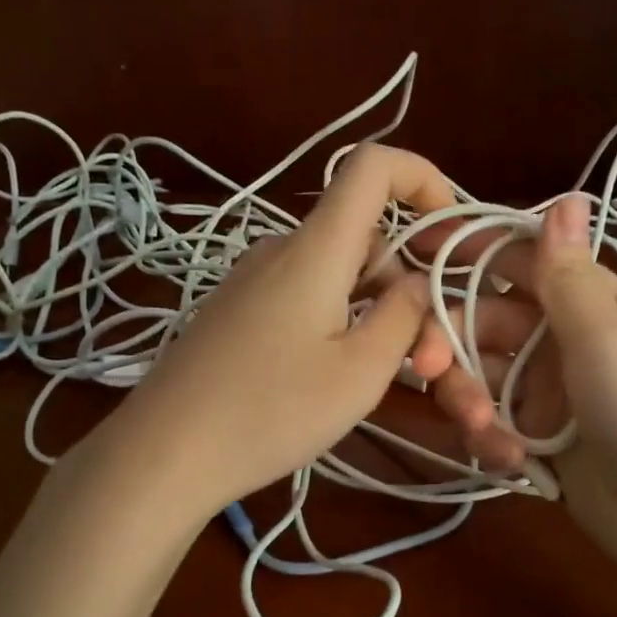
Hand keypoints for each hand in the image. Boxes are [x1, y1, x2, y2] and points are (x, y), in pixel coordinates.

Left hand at [108, 144, 457, 516]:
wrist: (165, 452)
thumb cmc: (271, 411)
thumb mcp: (360, 372)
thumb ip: (404, 317)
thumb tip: (421, 281)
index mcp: (316, 247)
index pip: (373, 165)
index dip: (423, 179)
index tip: (450, 234)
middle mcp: (280, 248)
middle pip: (363, 233)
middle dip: (405, 281)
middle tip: (421, 357)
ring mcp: (251, 279)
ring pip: (336, 269)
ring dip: (373, 306)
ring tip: (375, 375)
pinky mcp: (235, 310)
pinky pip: (303, 293)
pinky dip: (337, 317)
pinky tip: (329, 375)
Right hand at [412, 194, 616, 584]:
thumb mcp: (606, 336)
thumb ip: (567, 274)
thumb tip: (566, 195)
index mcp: (588, 301)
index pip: (518, 260)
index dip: (468, 250)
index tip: (413, 249)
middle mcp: (561, 338)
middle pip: (482, 322)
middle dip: (450, 344)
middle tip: (425, 369)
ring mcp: (546, 391)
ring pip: (478, 376)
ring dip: (469, 400)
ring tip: (485, 431)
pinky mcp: (536, 437)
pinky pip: (491, 423)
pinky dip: (491, 439)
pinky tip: (511, 460)